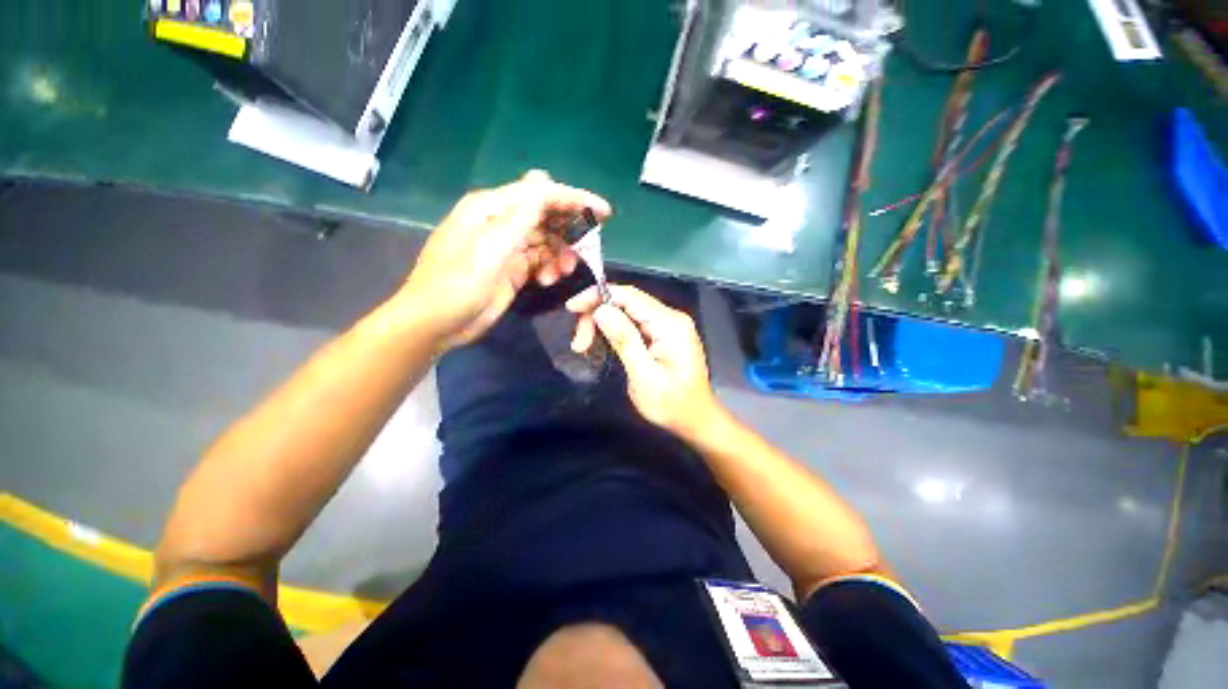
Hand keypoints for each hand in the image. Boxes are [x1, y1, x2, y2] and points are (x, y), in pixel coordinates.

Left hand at [399, 171, 611, 349]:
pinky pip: (539, 261)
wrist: (437, 323)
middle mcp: (501, 222)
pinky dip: (549, 268)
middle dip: (569, 231)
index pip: (541, 194)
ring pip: (546, 241)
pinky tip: (548, 280)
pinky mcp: (511, 269)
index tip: (604, 213)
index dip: (574, 199)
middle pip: (546, 216)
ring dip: (560, 254)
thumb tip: (543, 180)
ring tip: (564, 272)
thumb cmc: (459, 283)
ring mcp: (507, 248)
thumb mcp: (492, 247)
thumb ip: (520, 214)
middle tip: (586, 249)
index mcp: (492, 208)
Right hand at [566, 285, 718, 436]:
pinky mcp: (664, 334)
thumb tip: (601, 310)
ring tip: (584, 346)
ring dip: (603, 324)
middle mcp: (671, 317)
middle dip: (597, 315)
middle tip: (579, 343)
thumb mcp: (644, 376)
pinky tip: (602, 343)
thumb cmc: (671, 404)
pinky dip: (614, 330)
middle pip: (627, 302)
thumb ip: (624, 340)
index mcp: (670, 324)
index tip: (571, 308)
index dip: (597, 296)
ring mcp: (669, 325)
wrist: (695, 420)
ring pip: (627, 312)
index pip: (629, 295)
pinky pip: (634, 323)